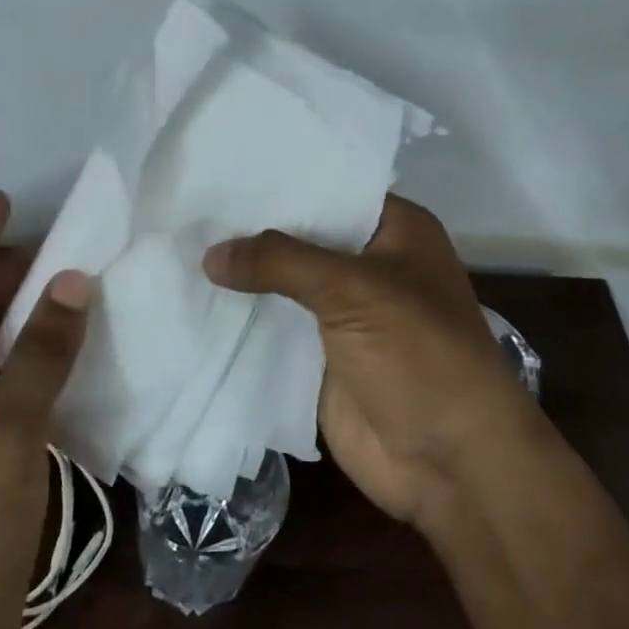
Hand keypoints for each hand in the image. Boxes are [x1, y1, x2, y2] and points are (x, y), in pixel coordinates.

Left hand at [0, 191, 90, 628]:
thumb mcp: (7, 430)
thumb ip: (41, 353)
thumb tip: (71, 280)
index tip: (5, 199)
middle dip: (1, 275)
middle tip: (58, 245)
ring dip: (22, 322)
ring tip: (70, 293)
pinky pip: (2, 395)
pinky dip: (32, 370)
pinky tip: (69, 368)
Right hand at [204, 195, 544, 532]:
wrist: (449, 461)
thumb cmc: (420, 355)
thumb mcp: (354, 291)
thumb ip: (281, 262)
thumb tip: (210, 254)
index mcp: (395, 231)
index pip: (331, 189)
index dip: (281, 180)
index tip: (223, 167)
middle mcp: (369, 265)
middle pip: (302, 237)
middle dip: (252, 227)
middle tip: (189, 203)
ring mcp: (342, 313)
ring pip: (283, 284)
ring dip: (242, 274)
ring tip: (179, 243)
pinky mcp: (319, 355)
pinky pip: (273, 328)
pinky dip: (240, 318)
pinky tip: (192, 297)